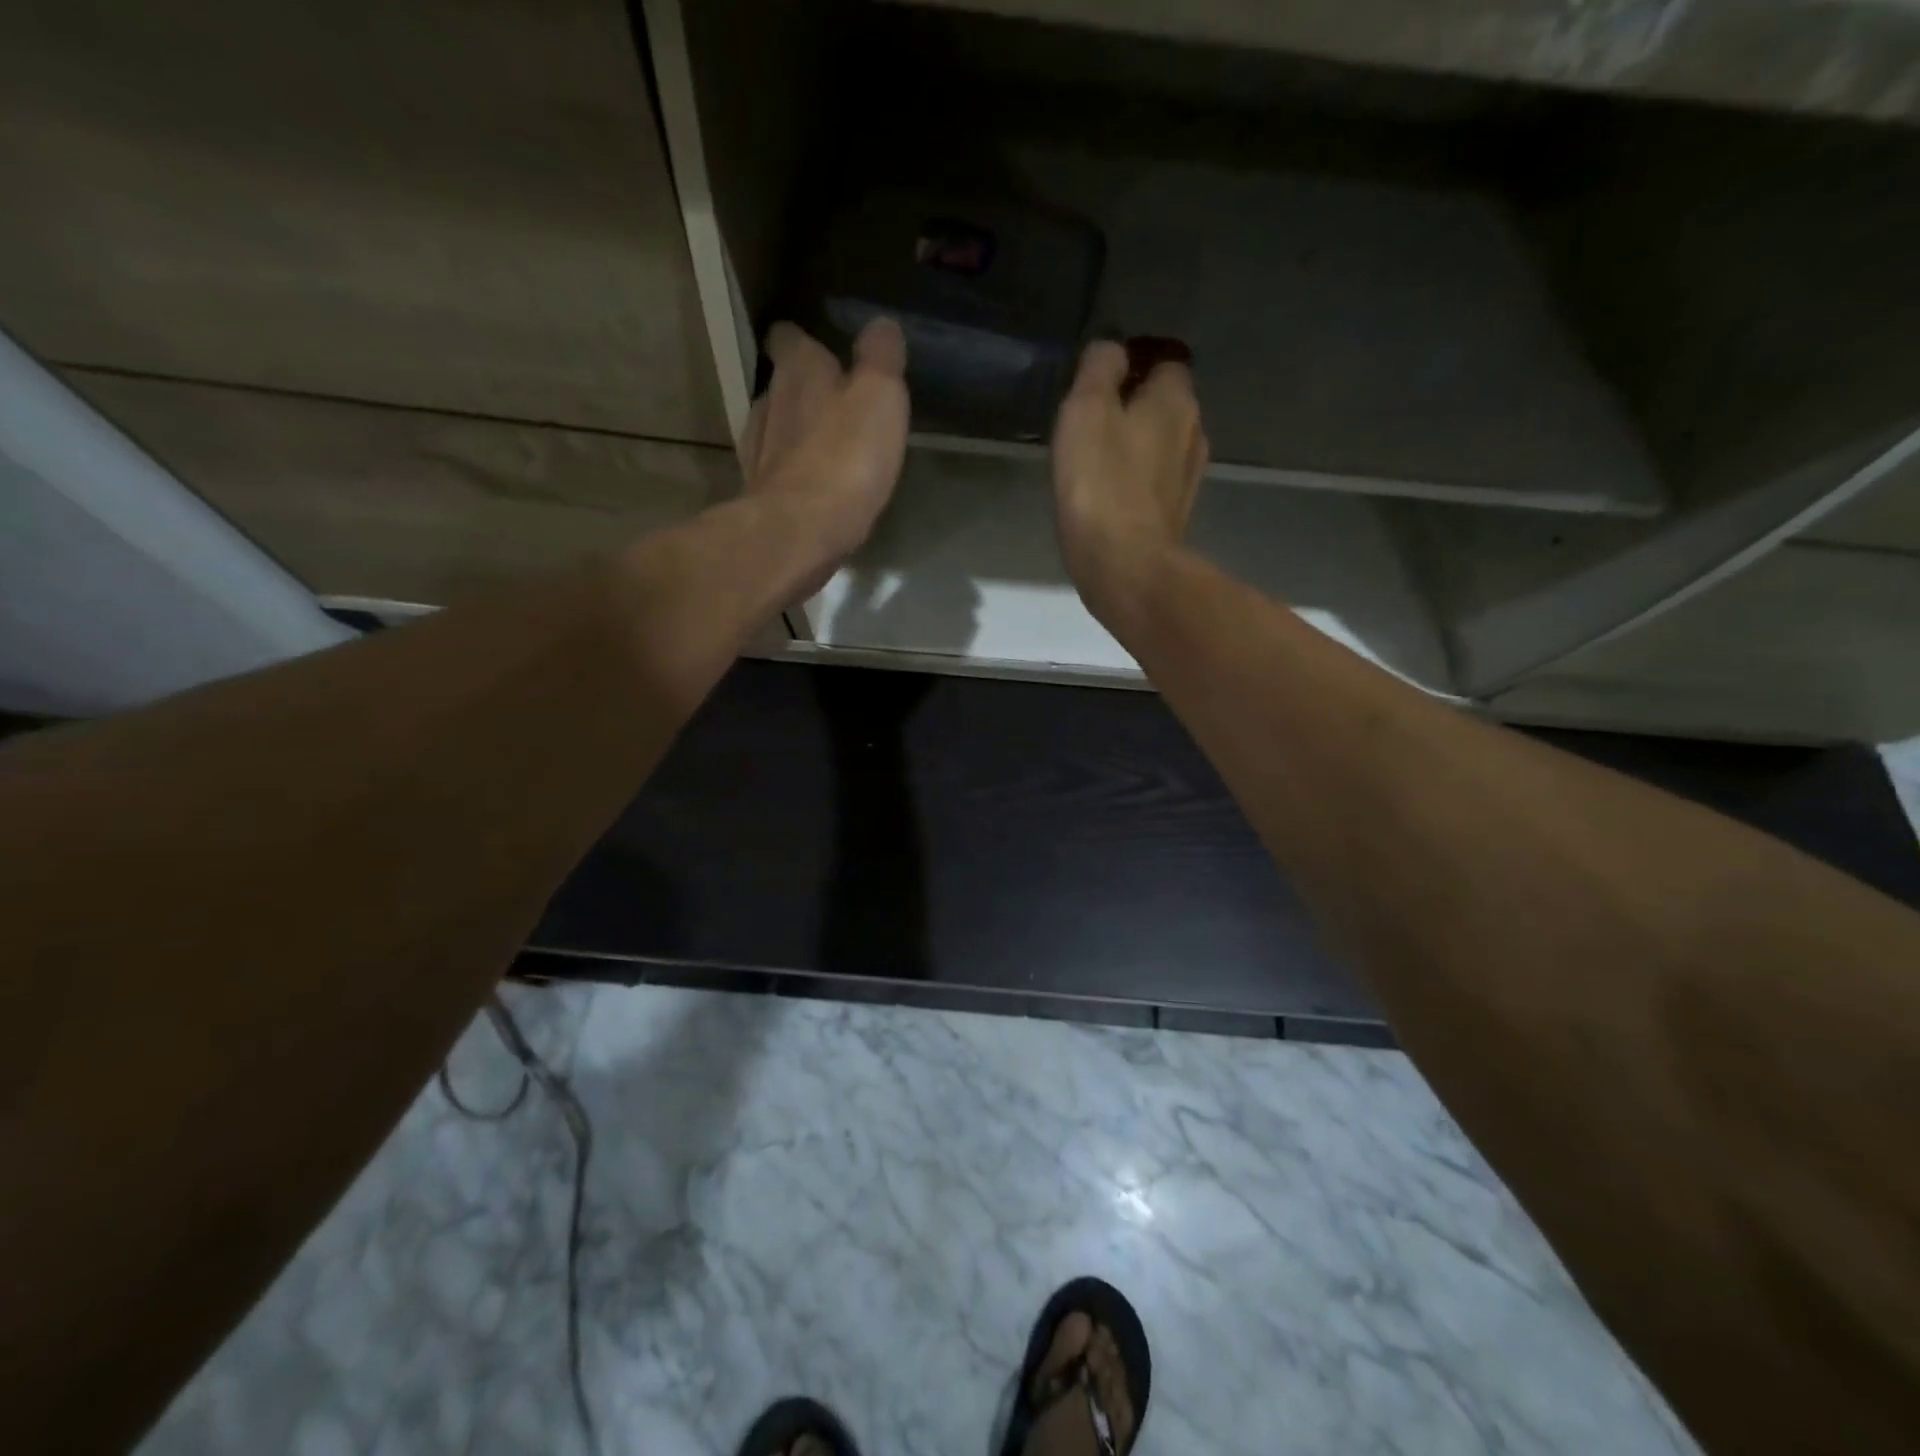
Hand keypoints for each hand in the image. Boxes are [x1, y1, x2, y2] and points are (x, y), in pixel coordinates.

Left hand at [741, 318, 909, 591]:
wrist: (799, 532)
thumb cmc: (845, 458)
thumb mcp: (880, 397)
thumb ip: (881, 357)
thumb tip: (881, 325)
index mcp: (798, 370)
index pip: (789, 337)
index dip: (803, 339)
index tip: (821, 346)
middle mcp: (769, 401)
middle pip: (782, 384)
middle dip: (805, 388)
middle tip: (835, 401)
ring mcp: (758, 451)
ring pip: (777, 428)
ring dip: (798, 432)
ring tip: (827, 445)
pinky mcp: (760, 494)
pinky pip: (779, 471)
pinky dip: (794, 472)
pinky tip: (814, 485)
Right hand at [1050, 341, 1206, 615]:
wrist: (1125, 567)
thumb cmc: (1102, 483)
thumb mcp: (1086, 410)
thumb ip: (1099, 369)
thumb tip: (1112, 350)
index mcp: (1175, 400)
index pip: (1166, 361)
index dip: (1135, 364)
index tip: (1101, 381)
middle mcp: (1193, 433)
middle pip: (1166, 405)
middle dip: (1136, 406)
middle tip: (1093, 421)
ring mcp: (1188, 479)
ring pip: (1162, 446)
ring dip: (1136, 446)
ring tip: (1097, 460)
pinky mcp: (1175, 517)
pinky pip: (1155, 483)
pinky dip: (1137, 481)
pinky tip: (1109, 495)